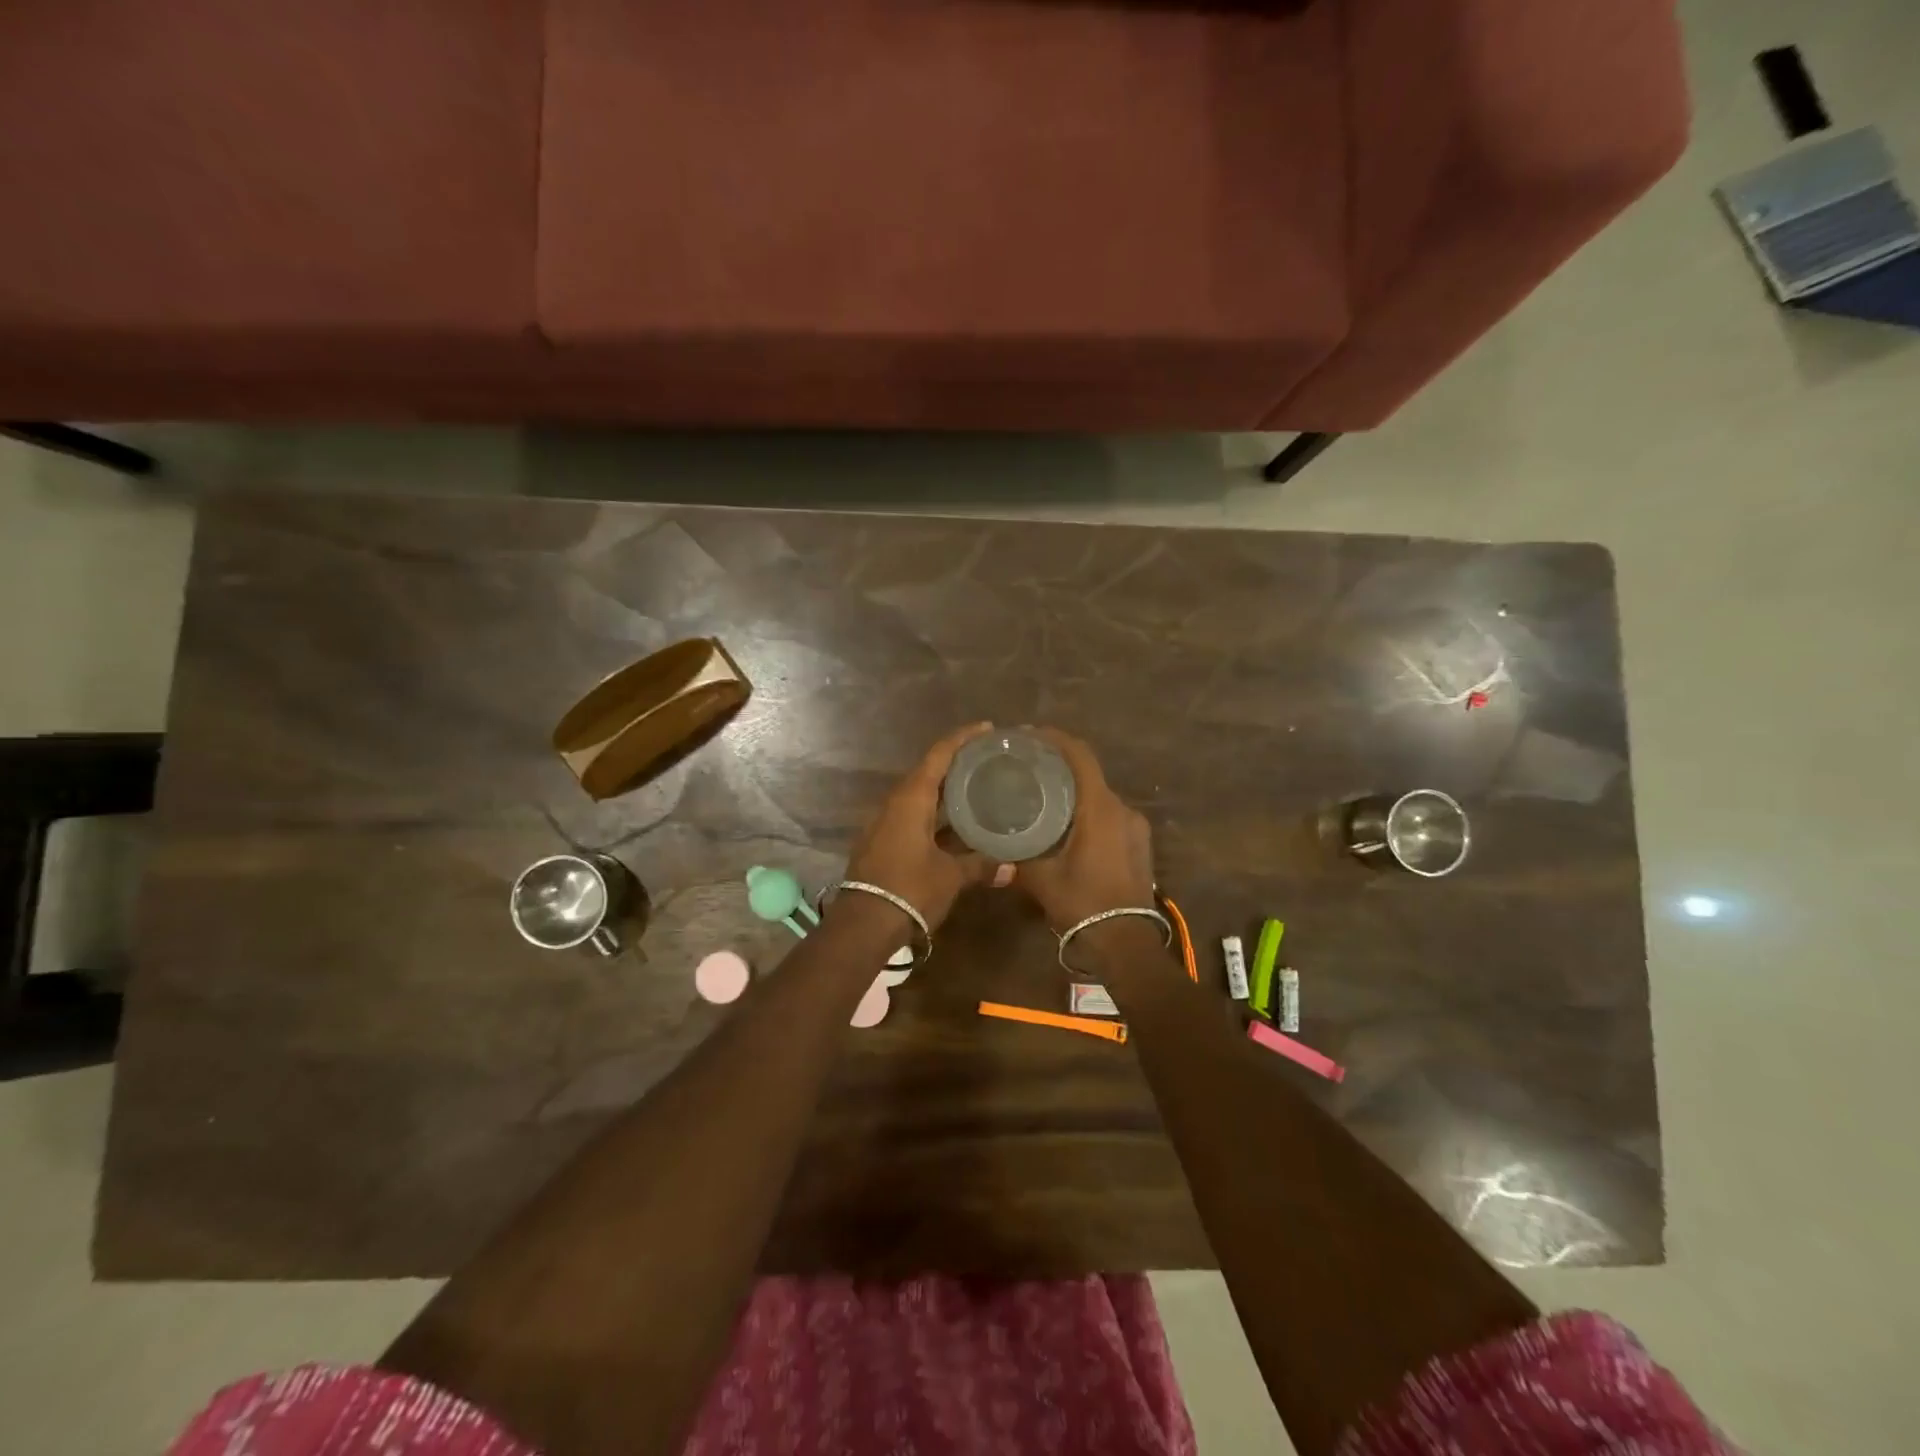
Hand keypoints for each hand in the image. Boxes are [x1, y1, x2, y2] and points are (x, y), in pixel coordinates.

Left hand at [844, 723, 998, 930]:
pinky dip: (932, 811)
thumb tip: (1012, 867)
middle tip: (986, 759)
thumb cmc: (910, 889)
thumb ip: (980, 866)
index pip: (939, 755)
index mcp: (911, 798)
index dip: (962, 738)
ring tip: (974, 787)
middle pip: (927, 771)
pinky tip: (952, 822)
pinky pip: (910, 814)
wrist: (864, 924)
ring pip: (918, 795)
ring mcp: (883, 822)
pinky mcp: (880, 840)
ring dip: (943, 789)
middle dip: (955, 763)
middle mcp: (894, 802)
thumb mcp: (950, 876)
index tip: (986, 728)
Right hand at [1011, 729, 1155, 929]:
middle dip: (1059, 766)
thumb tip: (995, 845)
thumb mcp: (1040, 879)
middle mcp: (1122, 809)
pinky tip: (1067, 825)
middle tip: (1027, 768)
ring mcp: (1136, 827)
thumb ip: (1017, 856)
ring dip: (1074, 790)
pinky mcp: (1139, 844)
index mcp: (1099, 808)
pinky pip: (1110, 815)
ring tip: (1043, 796)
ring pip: (1100, 796)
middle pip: (1089, 773)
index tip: (1028, 735)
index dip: (1054, 739)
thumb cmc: (1082, 904)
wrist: (1126, 942)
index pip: (1079, 756)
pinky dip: (1088, 810)